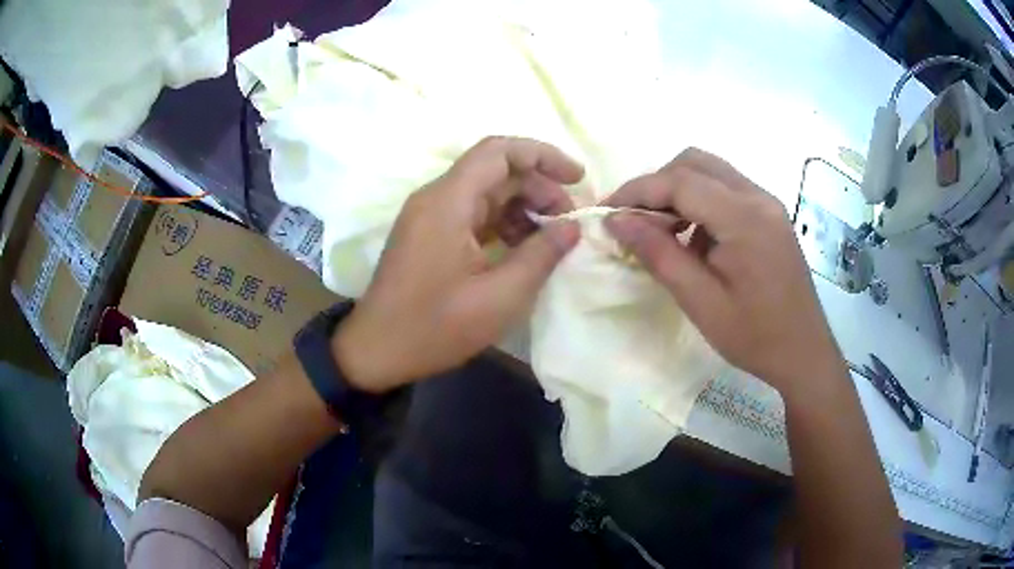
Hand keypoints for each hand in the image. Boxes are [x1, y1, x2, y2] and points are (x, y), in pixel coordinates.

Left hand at [333, 137, 583, 392]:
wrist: (377, 351)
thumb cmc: (436, 327)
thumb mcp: (501, 297)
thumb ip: (542, 255)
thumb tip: (572, 227)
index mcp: (448, 202)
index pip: (499, 151)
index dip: (543, 155)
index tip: (577, 178)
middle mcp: (436, 198)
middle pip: (495, 171)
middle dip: (538, 188)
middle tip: (568, 221)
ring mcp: (429, 216)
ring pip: (485, 192)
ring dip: (522, 207)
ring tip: (551, 238)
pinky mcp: (428, 235)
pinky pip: (472, 214)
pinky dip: (502, 223)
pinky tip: (523, 249)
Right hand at [603, 148, 844, 399]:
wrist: (804, 353)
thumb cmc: (754, 336)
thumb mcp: (700, 302)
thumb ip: (658, 254)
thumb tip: (616, 220)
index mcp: (745, 218)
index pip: (680, 182)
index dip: (638, 191)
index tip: (607, 212)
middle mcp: (758, 197)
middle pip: (695, 163)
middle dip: (657, 184)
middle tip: (634, 220)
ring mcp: (767, 204)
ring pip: (711, 172)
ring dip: (679, 191)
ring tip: (661, 231)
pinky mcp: (770, 215)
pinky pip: (727, 190)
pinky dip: (700, 202)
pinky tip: (694, 239)